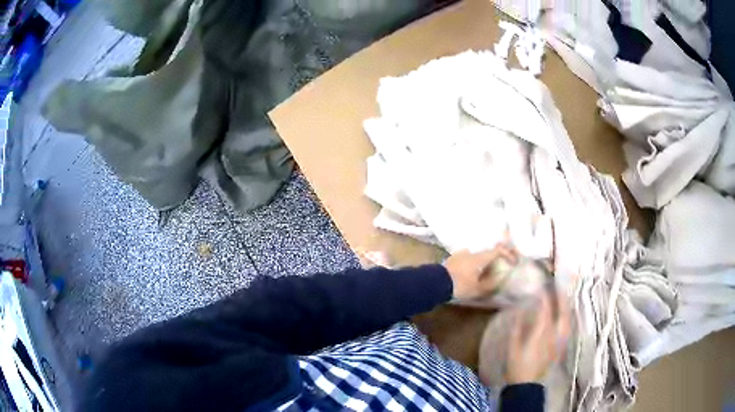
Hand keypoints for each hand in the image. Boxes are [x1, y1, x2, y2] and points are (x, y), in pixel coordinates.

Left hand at [443, 246, 517, 300]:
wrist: (435, 282)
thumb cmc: (459, 285)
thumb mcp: (477, 289)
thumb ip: (491, 283)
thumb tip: (502, 277)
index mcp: (480, 257)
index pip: (498, 250)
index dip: (508, 254)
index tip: (513, 261)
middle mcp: (471, 251)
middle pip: (487, 251)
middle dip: (495, 257)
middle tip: (501, 265)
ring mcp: (460, 253)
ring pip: (476, 254)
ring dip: (483, 260)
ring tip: (486, 270)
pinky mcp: (452, 258)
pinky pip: (467, 257)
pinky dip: (473, 262)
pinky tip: (472, 271)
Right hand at [505, 290, 571, 384]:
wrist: (526, 385)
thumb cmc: (516, 366)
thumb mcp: (512, 347)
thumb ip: (517, 327)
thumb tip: (520, 310)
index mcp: (541, 333)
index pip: (546, 310)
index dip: (545, 297)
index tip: (542, 287)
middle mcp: (554, 334)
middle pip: (562, 312)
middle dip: (561, 298)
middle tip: (559, 286)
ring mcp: (560, 341)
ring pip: (568, 319)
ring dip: (566, 307)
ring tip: (564, 298)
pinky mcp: (561, 347)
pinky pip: (568, 328)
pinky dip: (568, 318)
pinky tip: (566, 316)